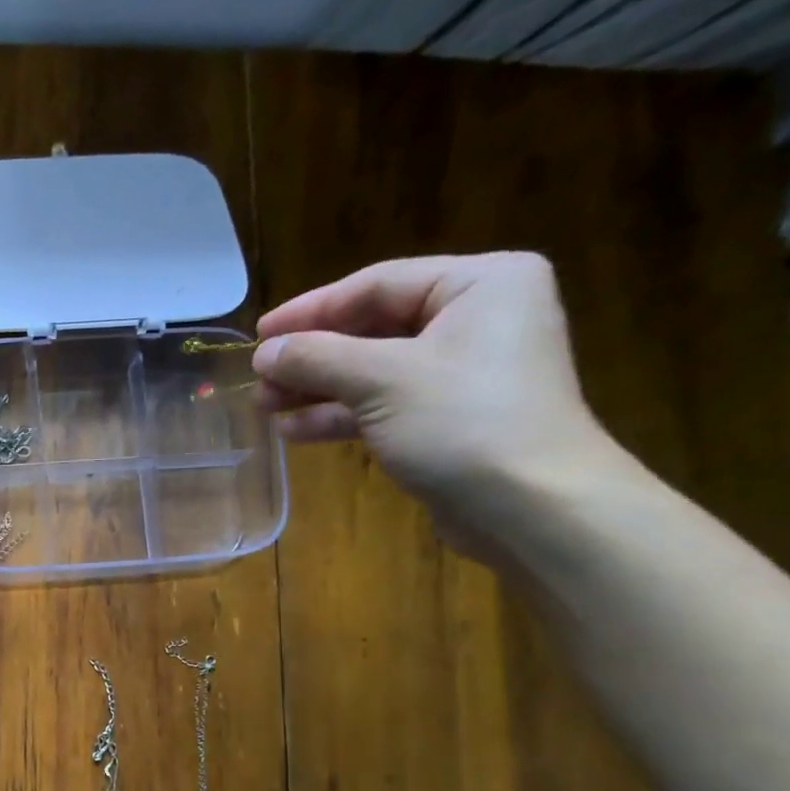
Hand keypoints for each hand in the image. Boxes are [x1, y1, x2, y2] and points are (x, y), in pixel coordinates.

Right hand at [253, 253, 618, 528]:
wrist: (530, 506)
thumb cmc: (462, 422)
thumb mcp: (381, 380)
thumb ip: (316, 358)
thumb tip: (264, 352)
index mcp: (480, 284)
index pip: (377, 285)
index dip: (311, 310)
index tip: (259, 335)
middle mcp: (476, 319)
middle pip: (372, 328)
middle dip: (311, 357)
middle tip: (259, 379)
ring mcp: (462, 372)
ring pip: (371, 370)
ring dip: (316, 389)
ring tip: (265, 408)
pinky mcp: (447, 418)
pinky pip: (382, 404)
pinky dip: (340, 415)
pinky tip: (294, 431)